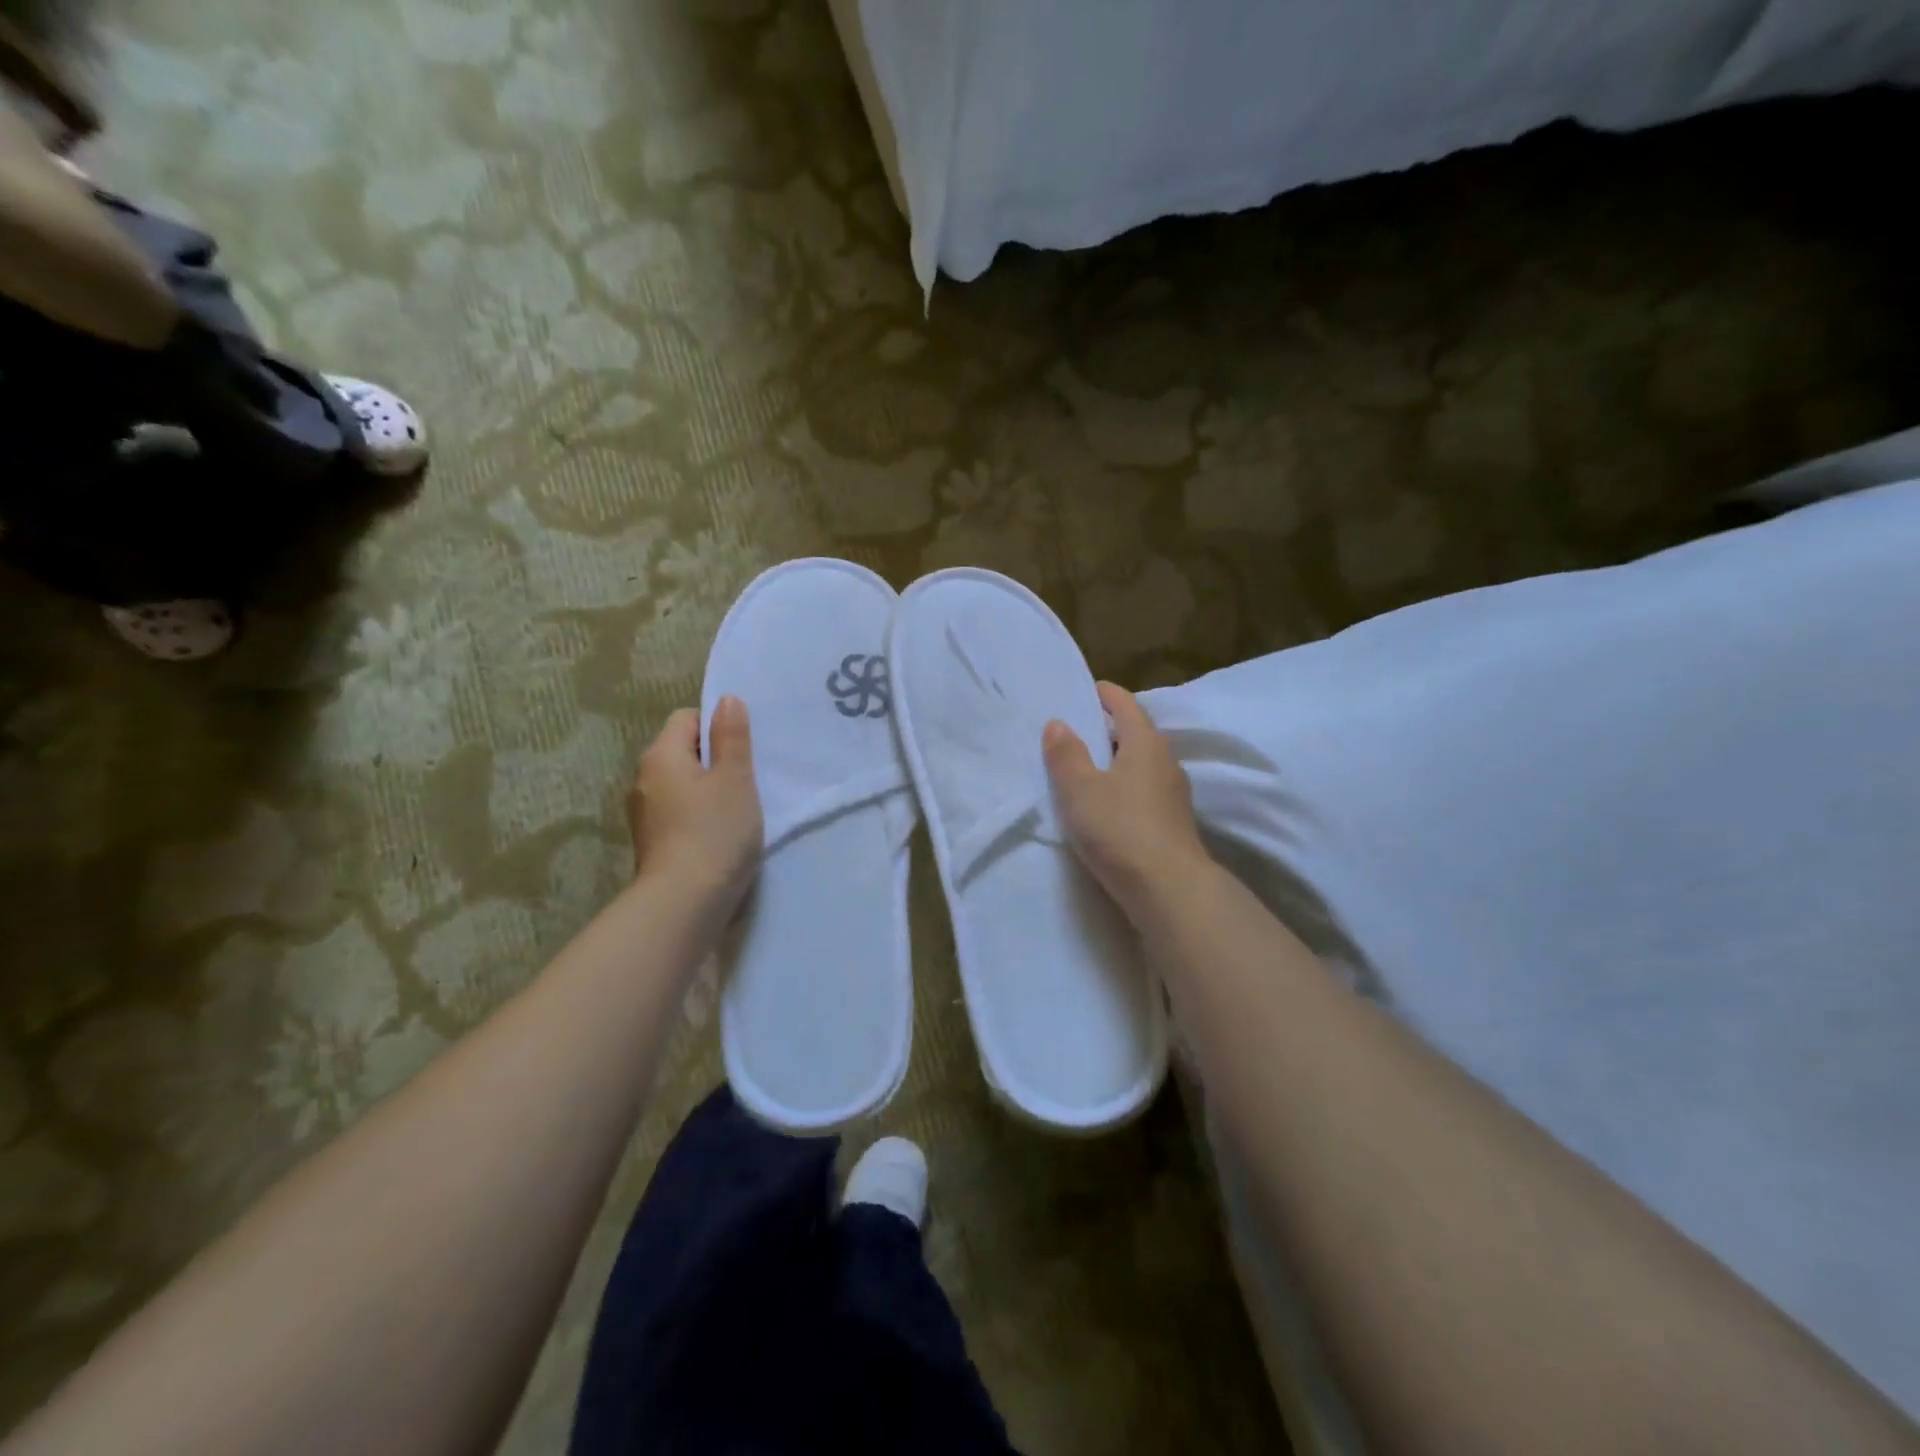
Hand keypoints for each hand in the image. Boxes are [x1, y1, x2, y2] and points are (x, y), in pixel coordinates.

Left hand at [627, 697, 762, 910]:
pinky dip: (699, 816)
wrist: (684, 903)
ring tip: (738, 809)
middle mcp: (644, 779)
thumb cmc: (714, 832)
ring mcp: (644, 814)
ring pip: (682, 784)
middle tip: (748, 778)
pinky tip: (721, 834)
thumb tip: (727, 700)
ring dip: (708, 790)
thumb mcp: (735, 779)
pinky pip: (679, 812)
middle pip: (682, 751)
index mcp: (661, 756)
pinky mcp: (652, 843)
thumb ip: (732, 737)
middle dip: (714, 760)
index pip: (686, 718)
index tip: (743, 750)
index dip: (716, 726)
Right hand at [1043, 682, 1209, 910]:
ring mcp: (1173, 793)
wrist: (1169, 890)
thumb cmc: (1120, 829)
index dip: (1104, 693)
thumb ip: (1067, 754)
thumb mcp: (1080, 790)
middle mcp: (1165, 761)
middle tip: (1075, 729)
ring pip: (1141, 763)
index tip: (1084, 690)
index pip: (1125, 704)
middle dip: (1108, 727)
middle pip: (1136, 732)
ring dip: (1116, 759)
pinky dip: (1123, 785)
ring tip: (1085, 767)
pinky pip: (1144, 790)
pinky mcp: (1172, 822)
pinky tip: (1106, 804)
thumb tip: (1058, 723)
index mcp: (1145, 743)